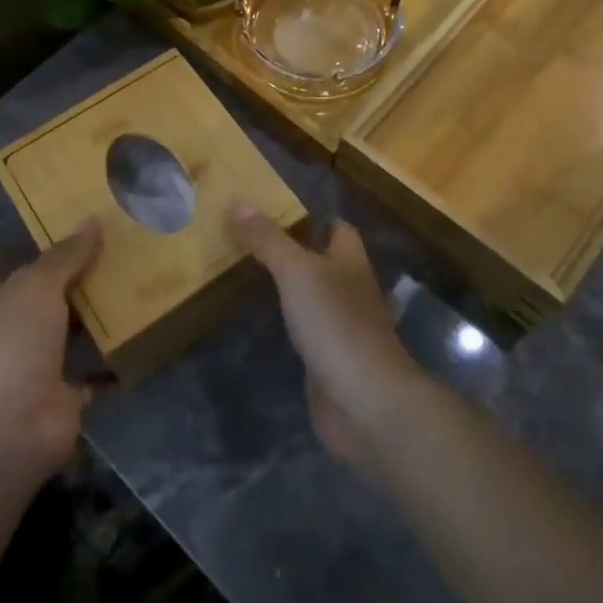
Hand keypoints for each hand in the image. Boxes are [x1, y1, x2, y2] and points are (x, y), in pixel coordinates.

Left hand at [0, 220, 100, 481]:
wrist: (9, 430)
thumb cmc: (10, 344)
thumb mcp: (37, 286)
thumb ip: (65, 256)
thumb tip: (92, 220)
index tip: (18, 237)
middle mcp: (5, 332)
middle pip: (29, 299)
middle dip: (57, 279)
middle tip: (98, 251)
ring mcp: (32, 366)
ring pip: (62, 334)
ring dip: (87, 318)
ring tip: (125, 286)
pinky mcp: (60, 397)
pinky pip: (90, 375)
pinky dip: (109, 363)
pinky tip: (137, 339)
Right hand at [227, 203, 425, 468]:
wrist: (365, 402)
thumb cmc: (336, 324)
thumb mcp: (297, 272)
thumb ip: (268, 239)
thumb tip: (237, 200)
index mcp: (350, 261)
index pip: (336, 227)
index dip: (311, 216)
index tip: (272, 208)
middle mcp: (349, 289)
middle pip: (322, 260)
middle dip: (291, 250)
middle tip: (246, 239)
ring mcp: (341, 327)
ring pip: (311, 295)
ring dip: (286, 287)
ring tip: (244, 272)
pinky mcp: (329, 359)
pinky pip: (304, 331)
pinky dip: (285, 323)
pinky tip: (259, 320)